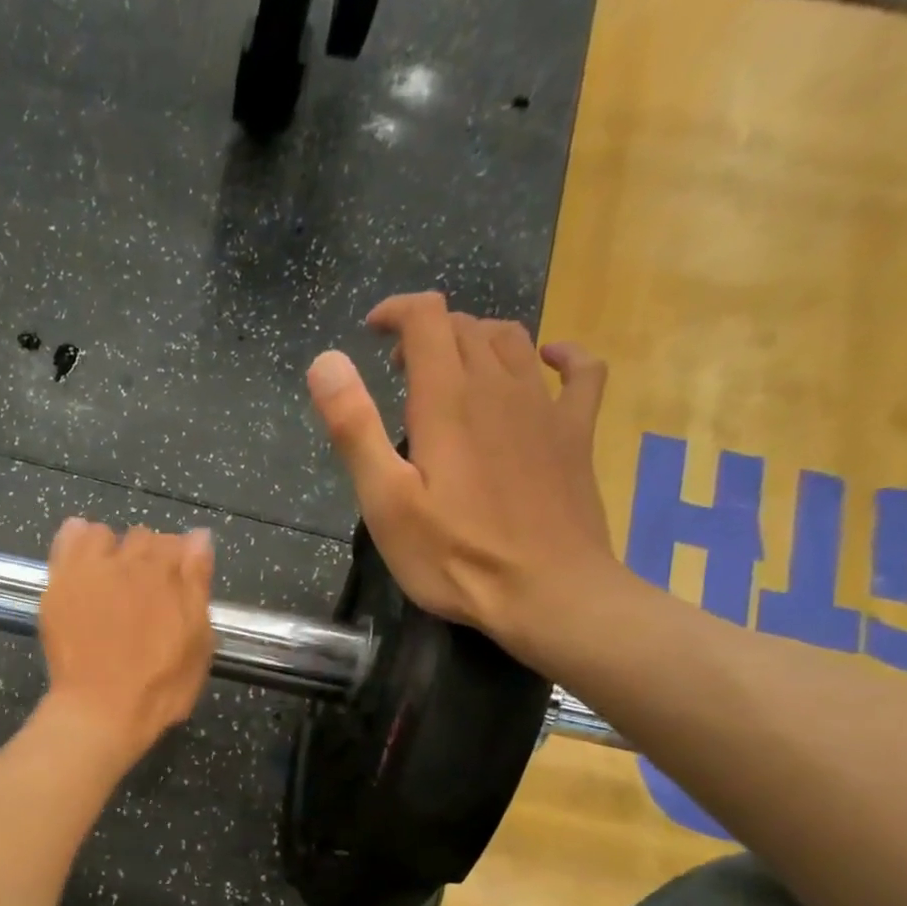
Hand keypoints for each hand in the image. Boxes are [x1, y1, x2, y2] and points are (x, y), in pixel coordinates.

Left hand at [37, 519, 214, 766]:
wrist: (101, 709)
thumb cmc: (159, 687)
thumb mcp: (198, 643)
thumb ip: (198, 585)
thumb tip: (199, 537)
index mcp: (168, 575)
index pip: (179, 544)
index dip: (180, 564)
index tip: (177, 587)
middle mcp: (129, 561)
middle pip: (142, 538)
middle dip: (147, 557)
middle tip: (144, 592)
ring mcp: (90, 570)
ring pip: (102, 534)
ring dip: (110, 548)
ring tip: (109, 578)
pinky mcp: (59, 583)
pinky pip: (67, 539)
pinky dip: (76, 540)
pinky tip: (82, 563)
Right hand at [305, 291, 617, 661]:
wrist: (547, 592)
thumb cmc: (453, 556)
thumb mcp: (385, 501)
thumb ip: (354, 428)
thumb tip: (326, 361)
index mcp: (448, 400)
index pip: (426, 320)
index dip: (396, 312)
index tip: (371, 331)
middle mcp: (500, 387)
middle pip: (467, 328)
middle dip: (427, 334)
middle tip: (398, 371)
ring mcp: (545, 408)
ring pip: (514, 342)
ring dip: (477, 340)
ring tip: (451, 370)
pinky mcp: (576, 435)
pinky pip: (580, 372)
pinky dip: (561, 354)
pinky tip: (548, 359)